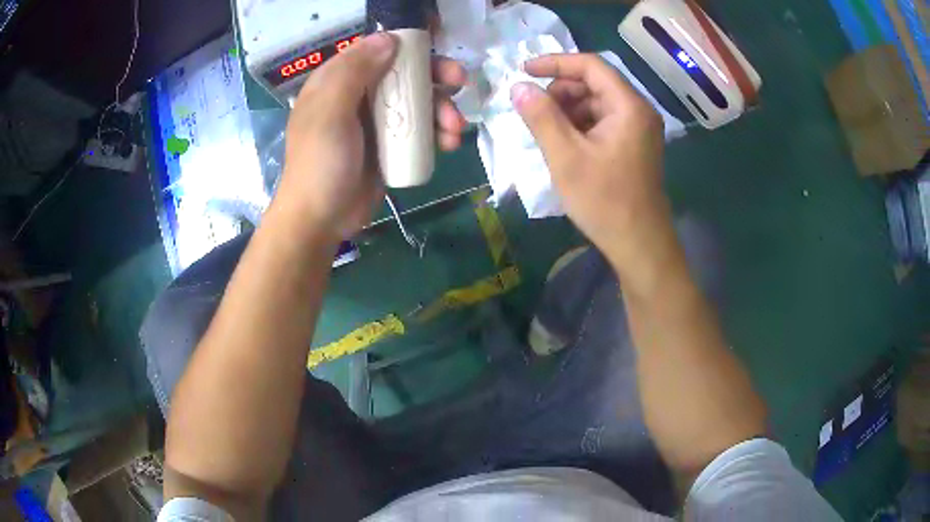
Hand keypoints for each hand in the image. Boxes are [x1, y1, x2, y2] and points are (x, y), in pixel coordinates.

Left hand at [274, 33, 466, 241]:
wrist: (322, 219)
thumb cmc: (321, 163)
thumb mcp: (330, 113)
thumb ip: (354, 72)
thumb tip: (389, 39)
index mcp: (339, 81)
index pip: (378, 51)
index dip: (409, 48)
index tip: (434, 55)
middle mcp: (359, 96)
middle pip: (405, 75)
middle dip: (435, 78)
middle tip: (459, 83)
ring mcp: (376, 122)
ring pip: (418, 102)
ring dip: (442, 110)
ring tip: (454, 129)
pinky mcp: (390, 146)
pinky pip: (419, 130)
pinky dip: (438, 134)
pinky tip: (449, 144)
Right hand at [511, 54, 668, 266]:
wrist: (639, 244)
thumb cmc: (604, 201)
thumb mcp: (565, 157)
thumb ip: (541, 117)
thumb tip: (517, 87)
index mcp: (629, 106)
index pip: (591, 65)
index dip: (555, 63)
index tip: (523, 71)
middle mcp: (638, 111)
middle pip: (595, 82)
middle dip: (561, 90)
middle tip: (535, 111)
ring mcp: (638, 129)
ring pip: (597, 102)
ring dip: (569, 109)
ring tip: (547, 132)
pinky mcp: (634, 145)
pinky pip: (603, 121)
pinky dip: (580, 124)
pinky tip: (564, 144)